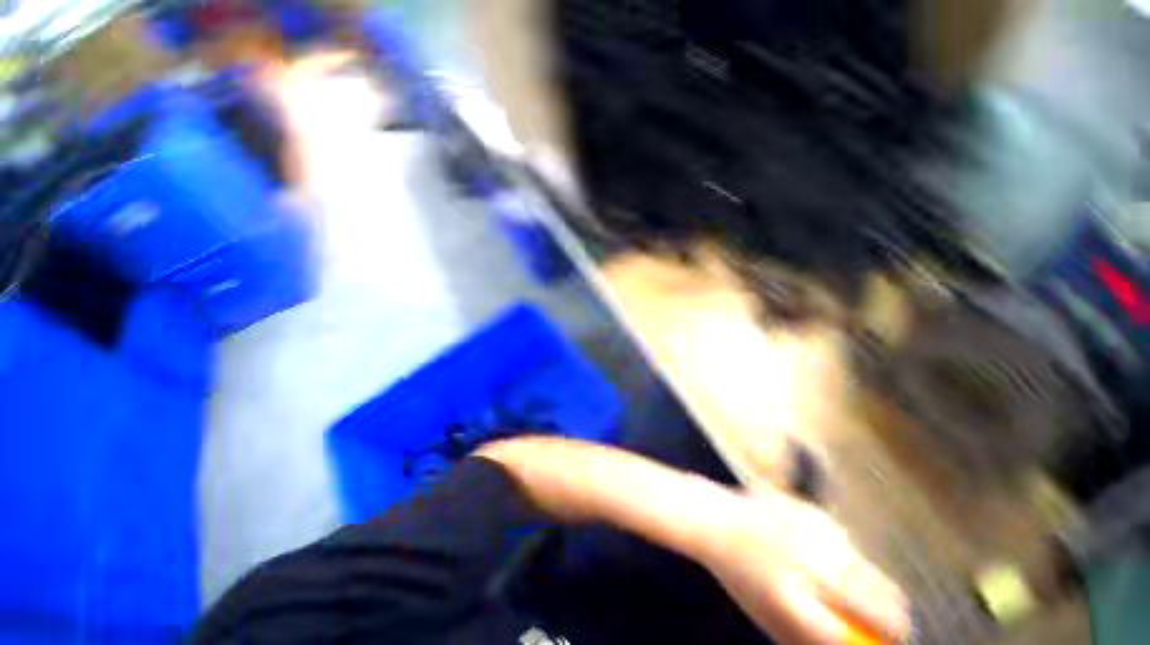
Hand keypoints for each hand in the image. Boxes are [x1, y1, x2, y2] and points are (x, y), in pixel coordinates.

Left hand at [698, 488, 910, 644]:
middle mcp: (806, 561)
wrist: (715, 517)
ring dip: (874, 590)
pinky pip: (848, 546)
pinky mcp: (812, 510)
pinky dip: (847, 560)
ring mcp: (811, 531)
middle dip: (896, 621)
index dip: (885, 644)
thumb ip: (815, 640)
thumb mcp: (771, 620)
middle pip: (882, 602)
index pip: (856, 634)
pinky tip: (819, 556)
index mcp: (790, 598)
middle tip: (893, 628)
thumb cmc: (741, 576)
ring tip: (849, 590)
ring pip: (872, 573)